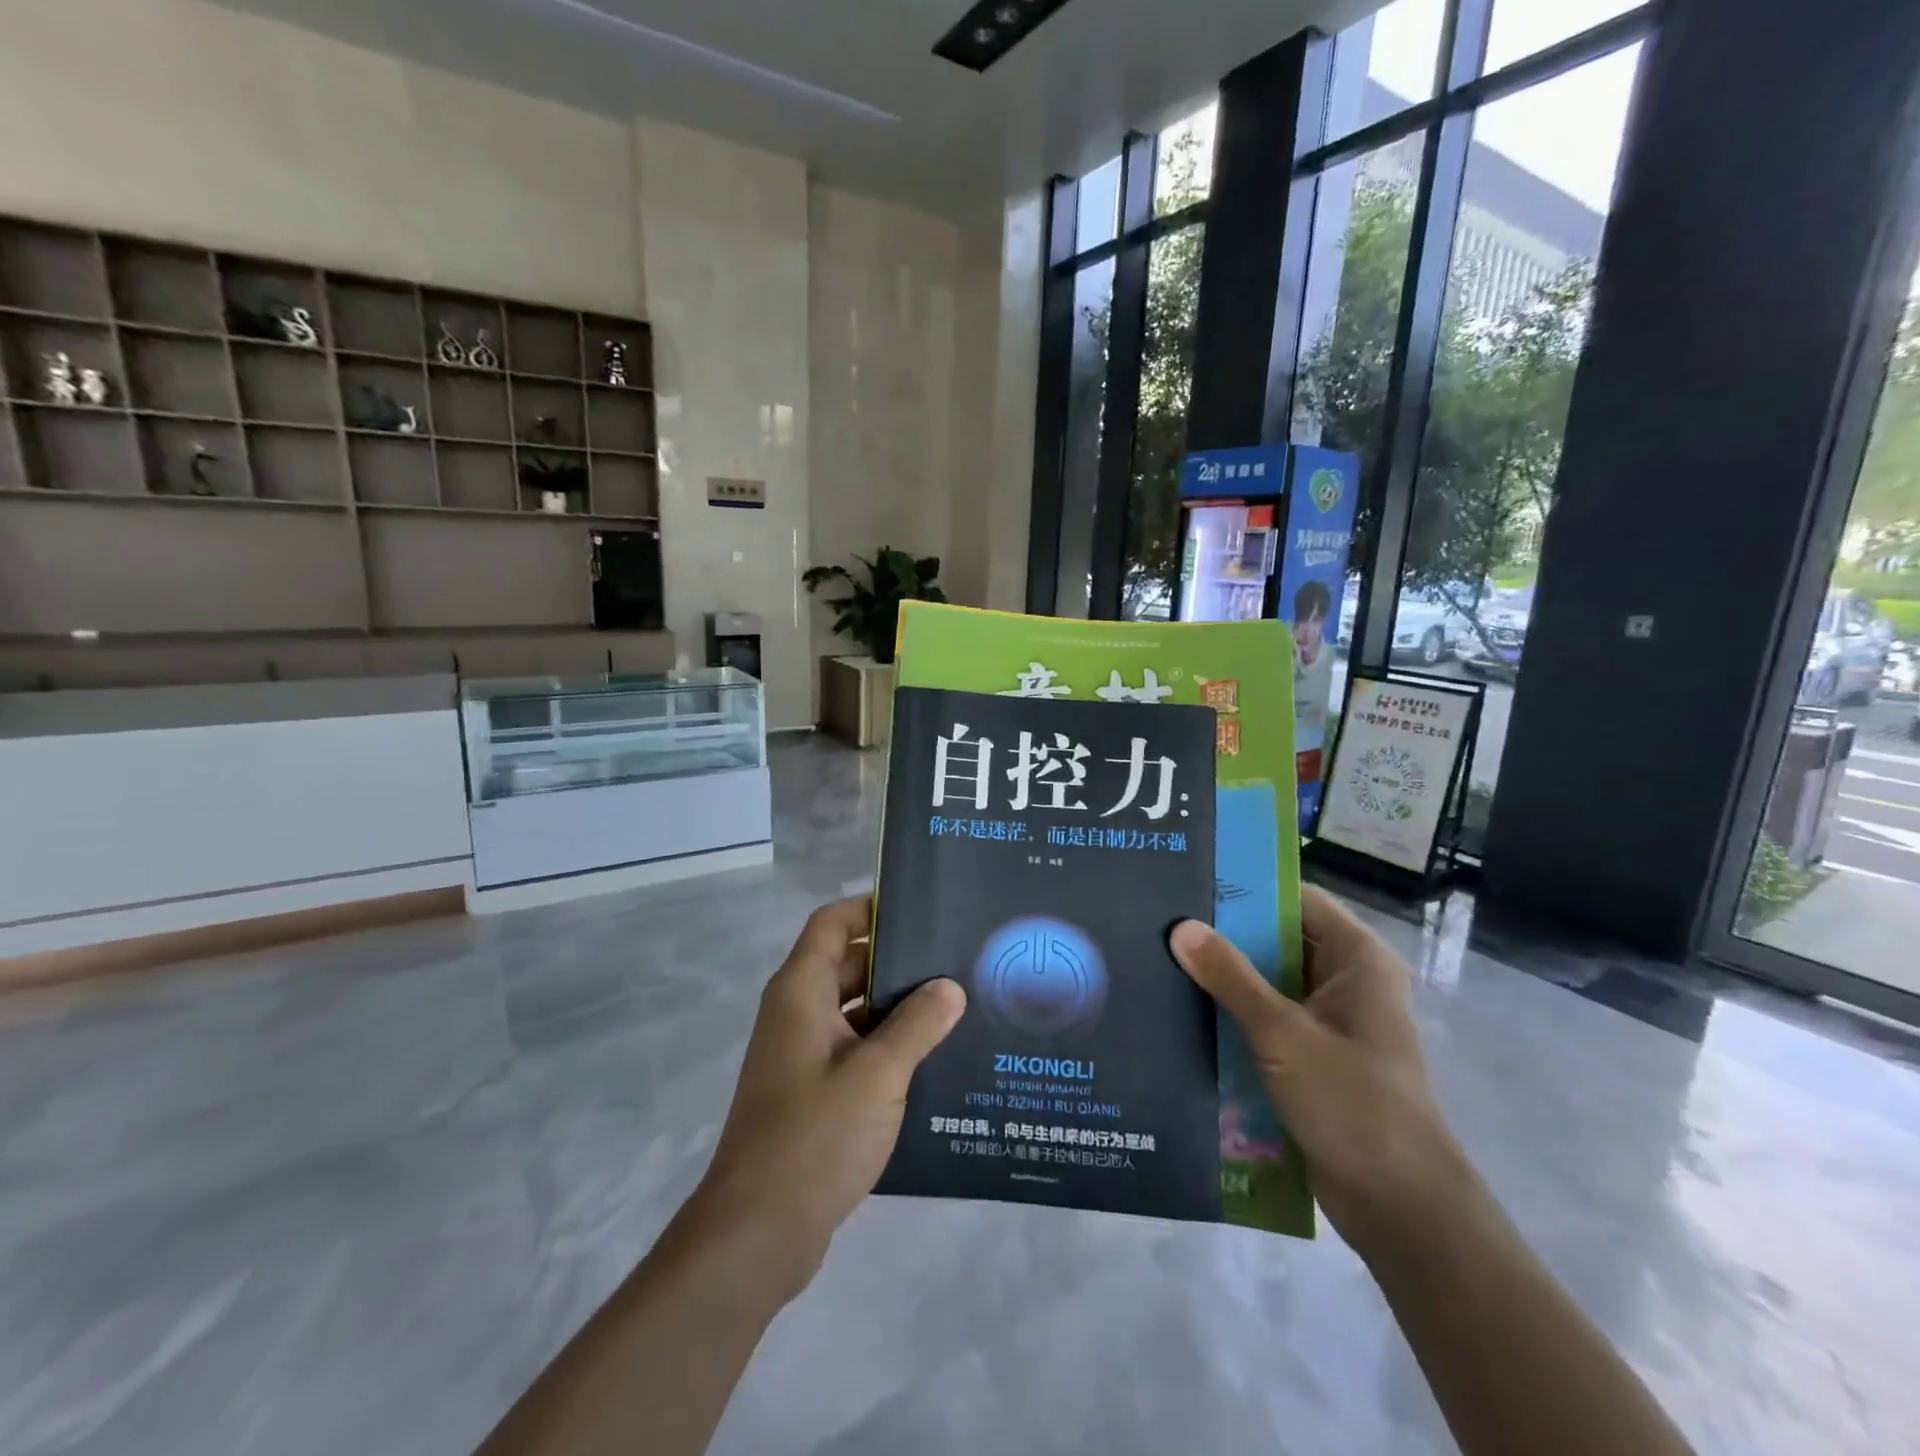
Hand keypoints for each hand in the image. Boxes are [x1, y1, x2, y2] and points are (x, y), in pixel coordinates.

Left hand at [684, 897, 966, 1300]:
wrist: (756, 1234)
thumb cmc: (813, 1137)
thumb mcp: (877, 1075)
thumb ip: (917, 1025)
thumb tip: (949, 986)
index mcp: (800, 992)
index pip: (832, 924)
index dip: (871, 909)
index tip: (921, 911)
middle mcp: (796, 1014)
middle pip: (847, 965)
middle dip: (897, 961)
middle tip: (955, 960)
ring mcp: (803, 1055)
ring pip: (854, 1011)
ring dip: (897, 1009)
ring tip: (957, 1008)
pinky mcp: (812, 1093)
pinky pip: (854, 1051)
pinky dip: (887, 1047)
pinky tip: (934, 1061)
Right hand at [1170, 886, 1469, 1253]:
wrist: (1399, 1207)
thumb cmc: (1353, 1103)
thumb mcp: (1283, 1033)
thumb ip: (1230, 978)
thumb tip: (1180, 927)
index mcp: (1356, 959)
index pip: (1296, 900)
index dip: (1246, 889)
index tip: (1190, 881)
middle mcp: (1344, 980)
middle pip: (1277, 939)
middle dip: (1224, 934)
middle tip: (1161, 920)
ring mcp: (1328, 1021)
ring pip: (1267, 981)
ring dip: (1224, 977)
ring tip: (1160, 958)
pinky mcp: (1311, 1056)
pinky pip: (1265, 1018)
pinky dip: (1232, 1013)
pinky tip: (1183, 1010)